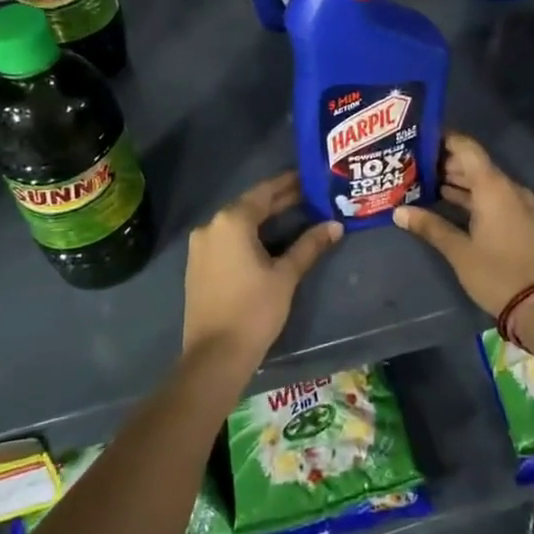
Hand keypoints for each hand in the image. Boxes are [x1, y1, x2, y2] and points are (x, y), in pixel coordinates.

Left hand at [184, 172, 341, 368]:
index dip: (289, 183)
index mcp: (231, 221)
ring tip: (296, 215)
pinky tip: (269, 240)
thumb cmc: (254, 310)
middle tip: (310, 196)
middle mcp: (211, 226)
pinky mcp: (198, 266)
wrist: (215, 356)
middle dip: (279, 201)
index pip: (264, 192)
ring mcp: (200, 247)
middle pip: (250, 206)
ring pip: (238, 223)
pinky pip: (227, 239)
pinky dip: (249, 235)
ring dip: (264, 219)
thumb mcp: (286, 275)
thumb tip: (335, 225)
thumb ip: (309, 245)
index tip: (310, 177)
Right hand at [393, 133, 533, 318]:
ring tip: (422, 179)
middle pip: (474, 163)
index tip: (418, 138)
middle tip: (412, 162)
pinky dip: (469, 195)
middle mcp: (507, 188)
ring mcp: (516, 204)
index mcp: (493, 187)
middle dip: (444, 161)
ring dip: (456, 179)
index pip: (467, 148)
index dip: (444, 139)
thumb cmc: (497, 273)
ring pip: (482, 181)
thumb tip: (398, 211)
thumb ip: (430, 226)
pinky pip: (490, 196)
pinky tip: (445, 201)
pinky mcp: (518, 220)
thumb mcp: (459, 251)